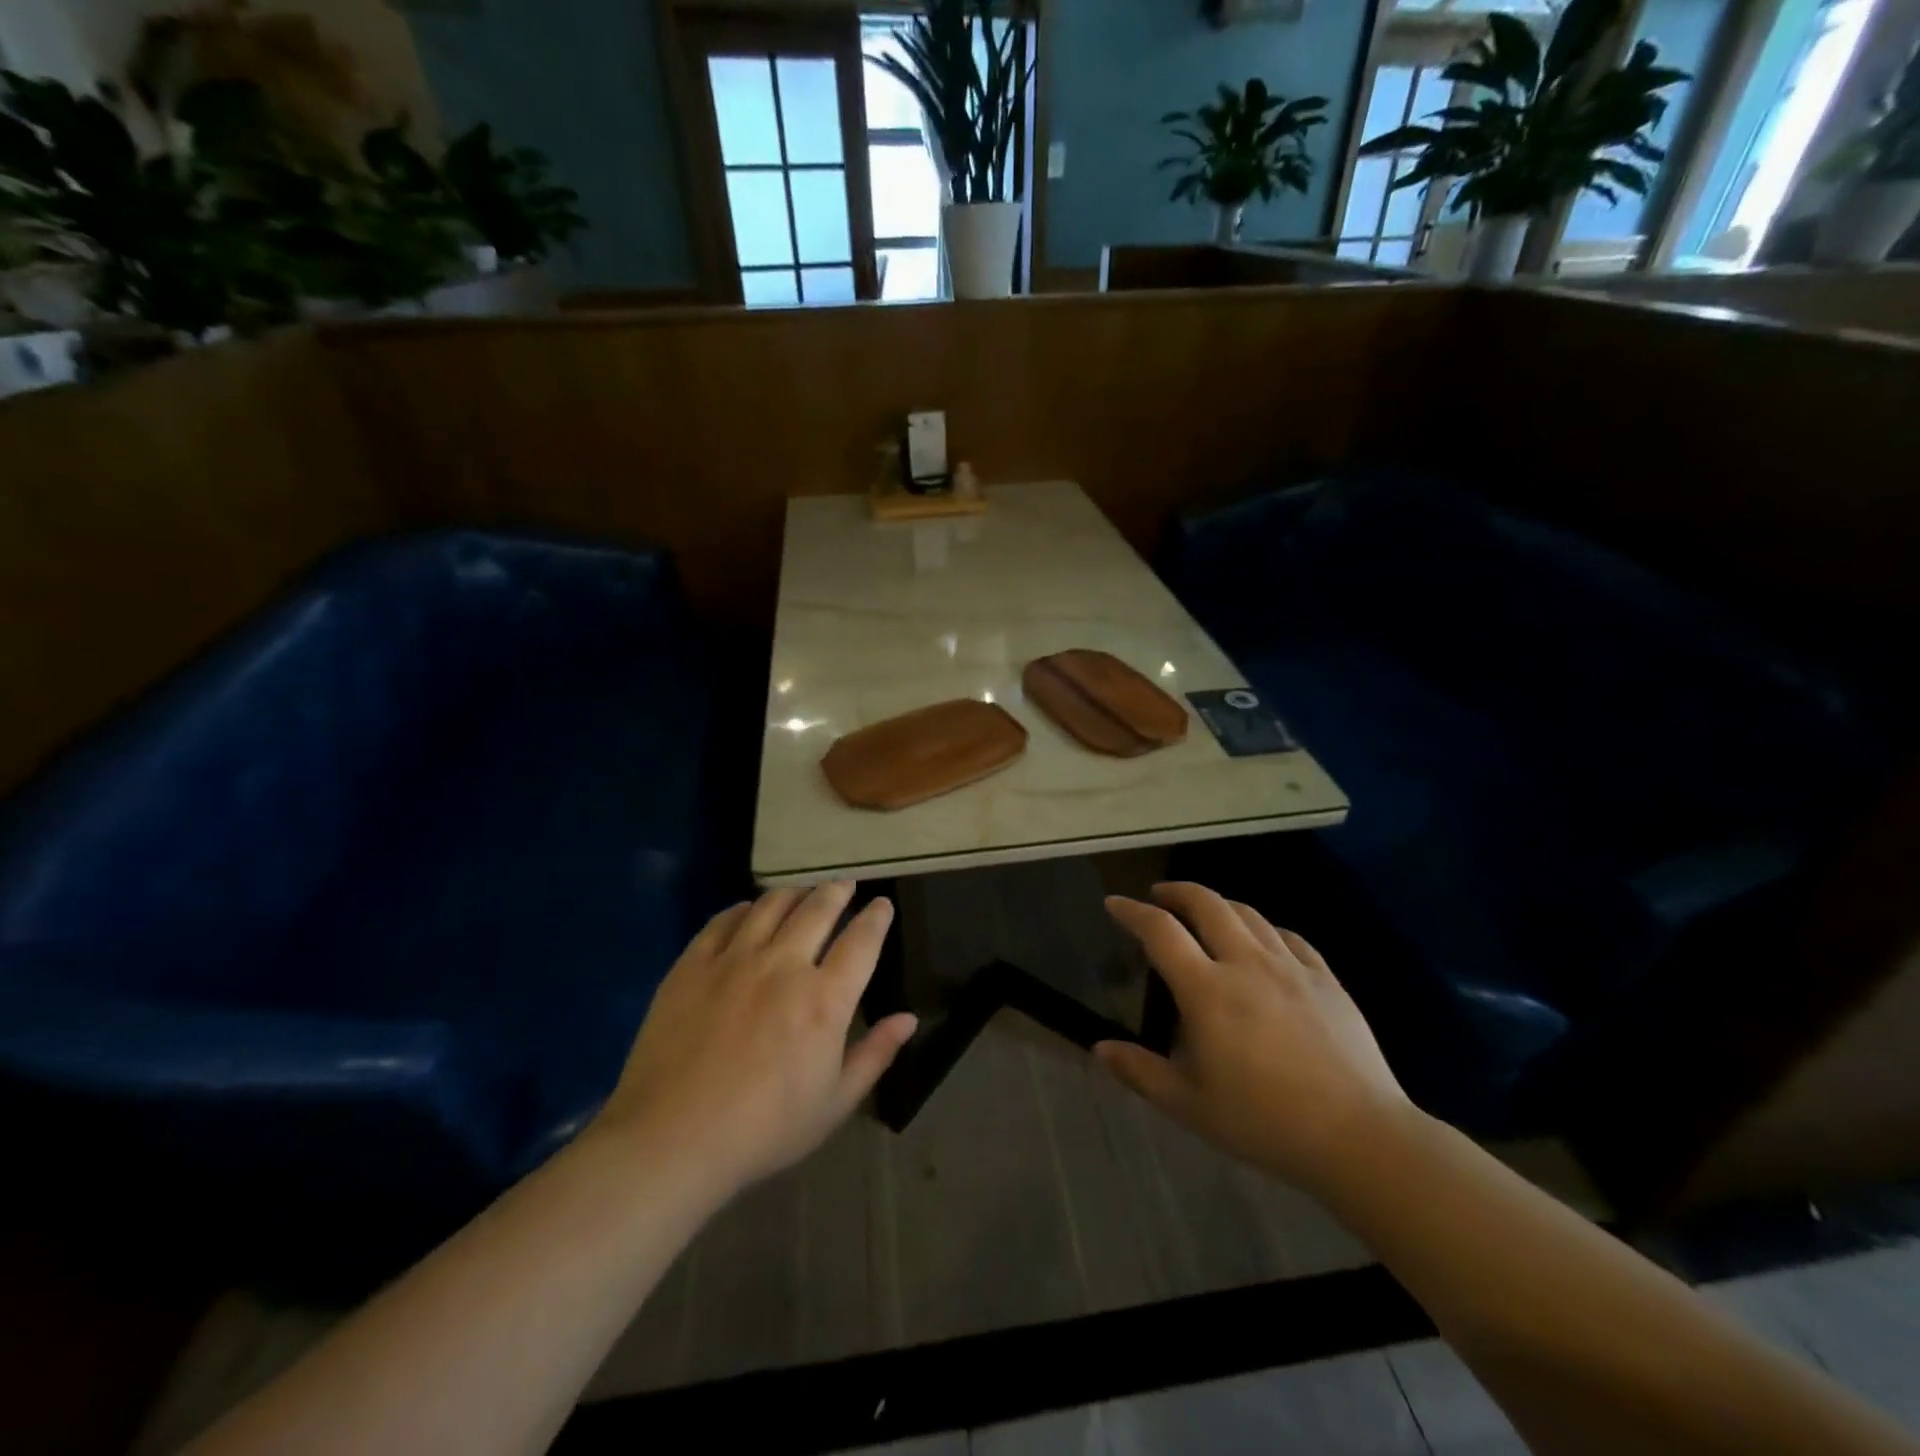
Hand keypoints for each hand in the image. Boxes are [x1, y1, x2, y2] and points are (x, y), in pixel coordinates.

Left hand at [591, 883, 915, 1198]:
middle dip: (837, 891)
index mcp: (824, 1000)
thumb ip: (875, 1054)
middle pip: (818, 908)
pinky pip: (724, 919)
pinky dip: (745, 909)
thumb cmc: (763, 1131)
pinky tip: (750, 912)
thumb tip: (909, 1018)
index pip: (862, 941)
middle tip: (844, 886)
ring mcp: (734, 960)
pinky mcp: (693, 964)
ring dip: (795, 893)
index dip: (877, 917)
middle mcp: (784, 966)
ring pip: (772, 904)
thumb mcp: (834, 1103)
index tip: (882, 904)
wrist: (670, 1141)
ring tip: (802, 893)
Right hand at [1096, 882, 1410, 1193]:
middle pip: (1206, 904)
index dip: (1132, 912)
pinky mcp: (1325, 979)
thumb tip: (1099, 1049)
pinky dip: (1264, 928)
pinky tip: (1263, 942)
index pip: (1160, 931)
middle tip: (1159, 896)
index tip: (1115, 903)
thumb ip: (1140, 1072)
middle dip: (1176, 891)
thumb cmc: (1263, 1122)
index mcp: (1206, 990)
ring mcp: (1290, 967)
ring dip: (1218, 905)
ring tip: (1205, 914)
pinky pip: (1288, 936)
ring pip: (1248, 913)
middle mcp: (1245, 963)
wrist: (1359, 1137)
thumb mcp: (1189, 1105)